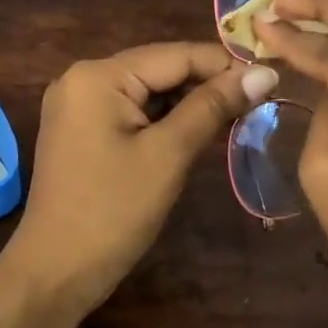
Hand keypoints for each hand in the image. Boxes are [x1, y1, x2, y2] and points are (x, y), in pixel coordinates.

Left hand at [0, 43, 278, 327]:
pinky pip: (133, 112)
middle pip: (161, 69)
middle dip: (208, 86)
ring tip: (237, 119)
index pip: (175, 55)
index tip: (272, 81)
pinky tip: (199, 133)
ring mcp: (79, 105)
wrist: (56, 272)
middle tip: (259, 105)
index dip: (225, 66)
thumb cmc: (113, 211)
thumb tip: (266, 73)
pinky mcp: (82, 130)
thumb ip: (214, 106)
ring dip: (190, 105)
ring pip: (149, 92)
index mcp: (98, 76)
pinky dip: (166, 121)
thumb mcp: (169, 154)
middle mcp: (83, 78)